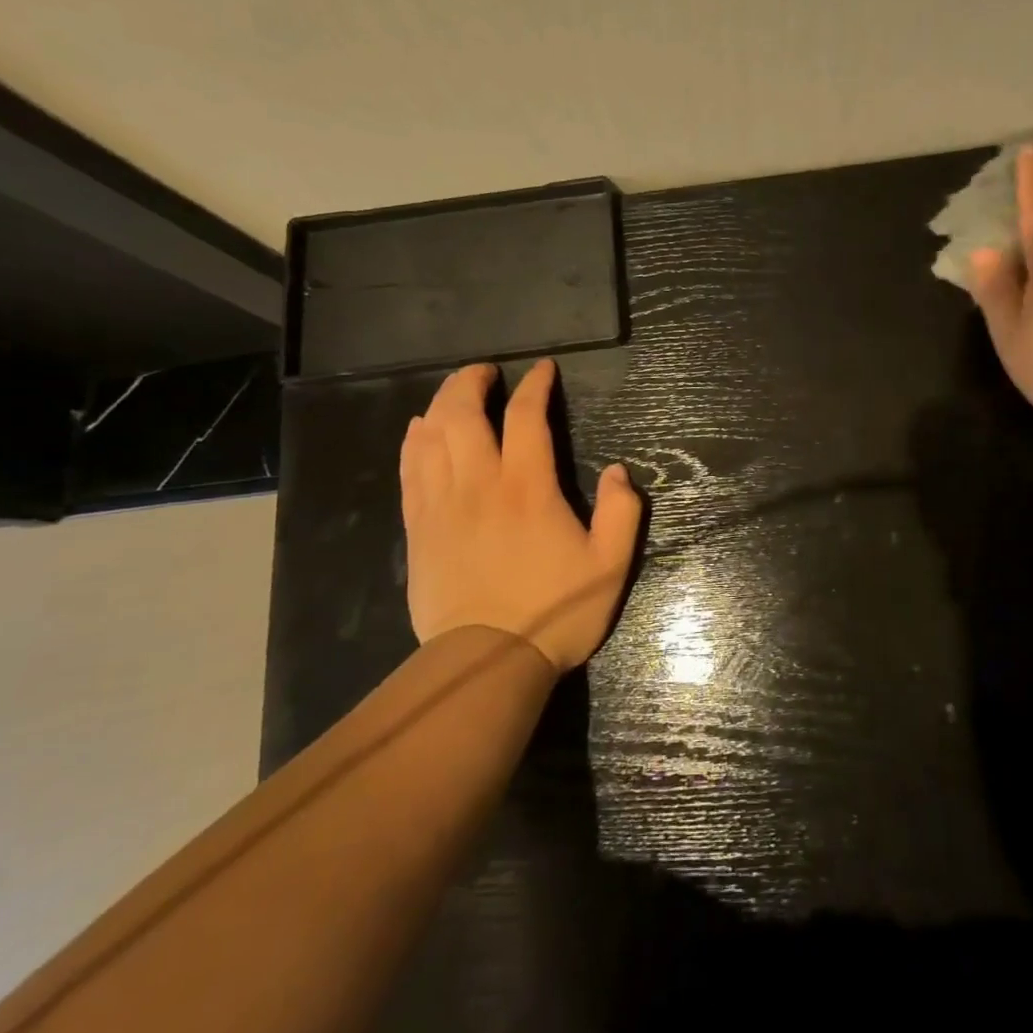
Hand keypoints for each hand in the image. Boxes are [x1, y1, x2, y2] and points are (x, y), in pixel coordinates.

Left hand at [399, 359, 642, 671]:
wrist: (486, 662)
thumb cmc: (554, 611)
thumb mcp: (610, 565)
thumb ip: (622, 512)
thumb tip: (620, 471)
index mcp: (528, 487)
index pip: (526, 417)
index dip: (535, 386)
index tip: (543, 370)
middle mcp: (480, 484)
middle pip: (464, 414)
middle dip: (473, 382)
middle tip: (487, 371)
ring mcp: (443, 505)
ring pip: (432, 436)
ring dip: (442, 404)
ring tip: (455, 392)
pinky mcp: (420, 528)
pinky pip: (410, 470)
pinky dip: (415, 441)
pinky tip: (419, 430)